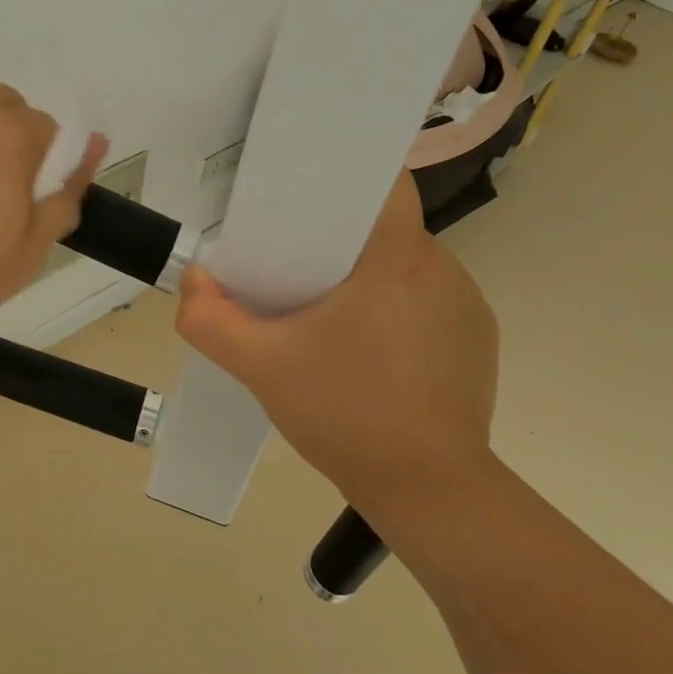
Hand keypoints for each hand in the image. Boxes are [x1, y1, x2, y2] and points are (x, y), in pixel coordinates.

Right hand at [176, 172, 498, 507]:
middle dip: (341, 238)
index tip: (303, 201)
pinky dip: (398, 308)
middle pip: (385, 226)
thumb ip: (209, 319)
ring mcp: (468, 304)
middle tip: (295, 266)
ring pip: (406, 263)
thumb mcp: (260, 367)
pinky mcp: (479, 339)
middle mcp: (443, 268)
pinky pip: (428, 299)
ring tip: (330, 313)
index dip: (343, 180)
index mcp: (397, 258)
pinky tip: (370, 350)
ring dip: (370, 276)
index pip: (383, 184)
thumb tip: (193, 279)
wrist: (429, 493)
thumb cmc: (346, 416)